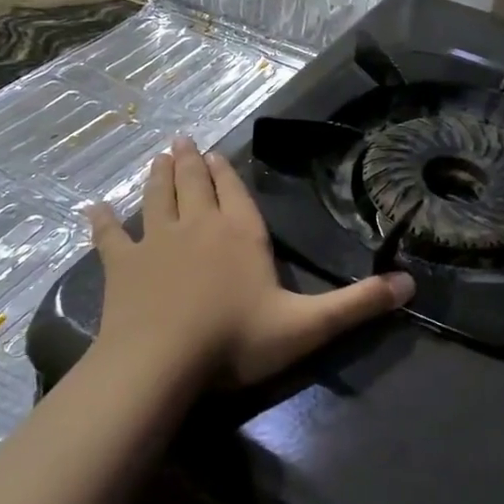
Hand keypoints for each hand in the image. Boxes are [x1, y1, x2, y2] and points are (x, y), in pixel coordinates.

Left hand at [85, 137, 414, 387]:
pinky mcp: (122, 264)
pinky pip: (110, 236)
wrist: (161, 362)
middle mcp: (198, 225)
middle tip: (182, 141)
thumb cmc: (235, 341)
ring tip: (158, 155)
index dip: (225, 171)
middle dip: (190, 162)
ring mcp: (156, 241)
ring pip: (157, 197)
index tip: (214, 153)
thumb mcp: (307, 326)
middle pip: (193, 184)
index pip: (234, 190)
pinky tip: (92, 207)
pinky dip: (102, 221)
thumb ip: (358, 304)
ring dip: (158, 175)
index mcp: (240, 233)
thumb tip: (411, 284)